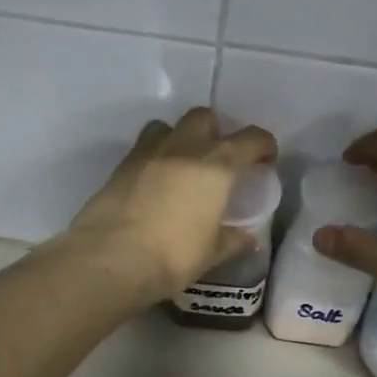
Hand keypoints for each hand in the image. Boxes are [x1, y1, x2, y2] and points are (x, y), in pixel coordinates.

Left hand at [65, 107, 278, 303]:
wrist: (110, 259)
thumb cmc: (172, 256)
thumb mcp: (211, 253)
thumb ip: (233, 241)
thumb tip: (247, 238)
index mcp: (215, 166)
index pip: (250, 139)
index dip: (263, 145)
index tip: (265, 159)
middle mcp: (183, 148)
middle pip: (204, 117)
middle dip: (216, 131)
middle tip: (218, 158)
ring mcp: (147, 153)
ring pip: (168, 126)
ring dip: (180, 137)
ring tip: (182, 164)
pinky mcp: (120, 165)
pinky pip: (143, 147)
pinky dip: (154, 156)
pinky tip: (155, 182)